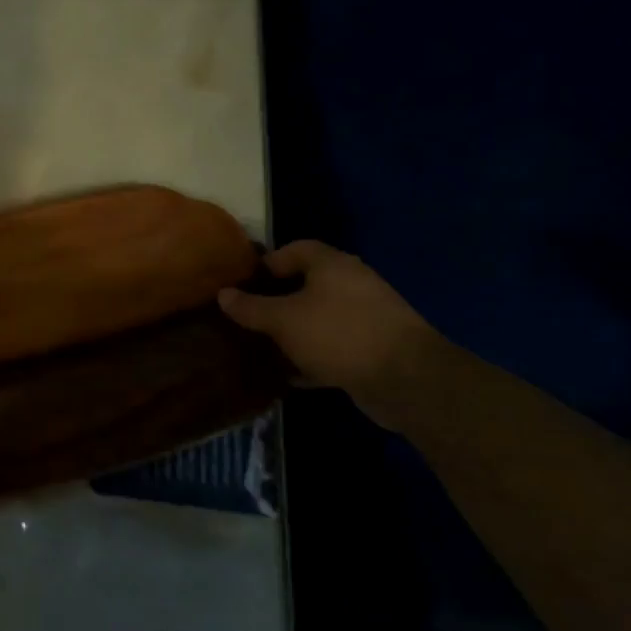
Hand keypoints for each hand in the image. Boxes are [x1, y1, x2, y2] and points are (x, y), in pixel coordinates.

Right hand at [218, 240, 439, 409]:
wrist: (407, 380)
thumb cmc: (338, 334)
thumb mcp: (283, 320)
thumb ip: (250, 307)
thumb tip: (222, 294)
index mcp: (332, 265)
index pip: (294, 250)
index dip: (266, 264)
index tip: (242, 284)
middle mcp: (352, 284)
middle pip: (306, 284)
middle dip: (276, 300)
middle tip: (248, 316)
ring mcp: (367, 317)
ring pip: (319, 318)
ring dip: (293, 331)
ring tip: (264, 346)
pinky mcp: (374, 349)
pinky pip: (334, 346)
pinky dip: (312, 357)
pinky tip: (290, 375)